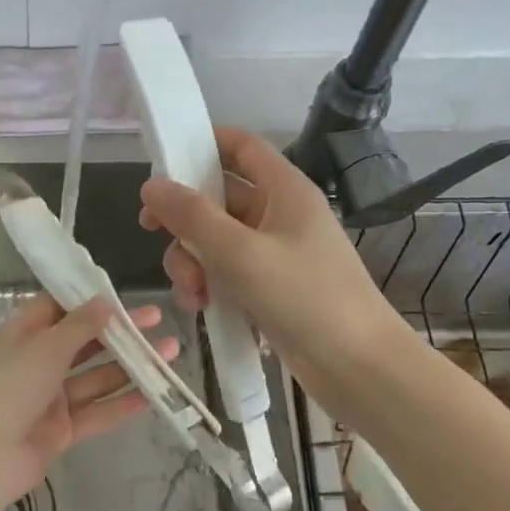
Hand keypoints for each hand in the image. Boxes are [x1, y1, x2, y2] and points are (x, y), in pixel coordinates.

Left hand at [0, 294, 177, 510]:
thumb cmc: (10, 387)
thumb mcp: (46, 347)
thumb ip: (80, 325)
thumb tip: (106, 301)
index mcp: (23, 335)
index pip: (58, 308)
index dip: (88, 299)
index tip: (122, 294)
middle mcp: (37, 362)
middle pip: (83, 342)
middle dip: (119, 333)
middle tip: (157, 321)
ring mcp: (49, 398)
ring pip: (95, 378)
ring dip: (129, 366)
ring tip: (168, 354)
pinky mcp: (61, 430)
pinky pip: (96, 412)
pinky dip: (121, 403)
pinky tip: (152, 395)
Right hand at [137, 126, 401, 394]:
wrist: (358, 368)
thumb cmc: (304, 298)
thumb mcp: (240, 253)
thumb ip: (191, 216)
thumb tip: (151, 184)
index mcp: (284, 190)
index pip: (241, 146)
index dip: (203, 143)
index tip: (161, 160)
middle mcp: (279, 214)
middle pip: (218, 197)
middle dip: (185, 219)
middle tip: (151, 232)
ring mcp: (275, 253)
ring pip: (216, 240)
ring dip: (192, 260)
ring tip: (192, 292)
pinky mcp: (270, 288)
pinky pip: (227, 272)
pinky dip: (208, 285)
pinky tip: (202, 308)